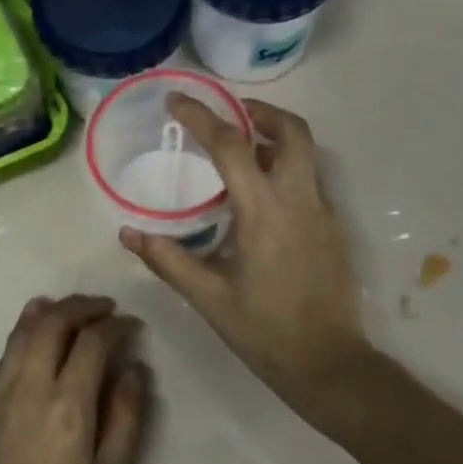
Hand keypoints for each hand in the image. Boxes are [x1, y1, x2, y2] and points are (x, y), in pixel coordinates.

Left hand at [0, 295, 150, 463]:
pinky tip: (36, 319)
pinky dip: (25, 326)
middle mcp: (32, 387)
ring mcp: (5, 392)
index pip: (93, 342)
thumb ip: (127, 415)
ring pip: (27, 331)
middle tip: (108, 309)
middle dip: (84, 307)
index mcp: (68, 405)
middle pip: (55, 324)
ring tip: (77, 307)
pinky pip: (8, 350)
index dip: (116, 326)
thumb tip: (135, 368)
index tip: (133, 326)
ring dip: (54, 310)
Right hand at [120, 97, 368, 413]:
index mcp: (263, 213)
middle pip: (291, 131)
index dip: (201, 117)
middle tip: (231, 114)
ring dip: (276, 138)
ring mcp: (323, 213)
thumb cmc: (263, 331)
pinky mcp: (334, 229)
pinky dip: (286, 169)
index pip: (230, 147)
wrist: (327, 362)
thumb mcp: (208, 297)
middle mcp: (299, 201)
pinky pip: (310, 182)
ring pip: (307, 154)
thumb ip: (168, 259)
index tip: (176, 101)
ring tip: (244, 149)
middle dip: (261, 112)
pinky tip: (262, 198)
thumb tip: (128, 233)